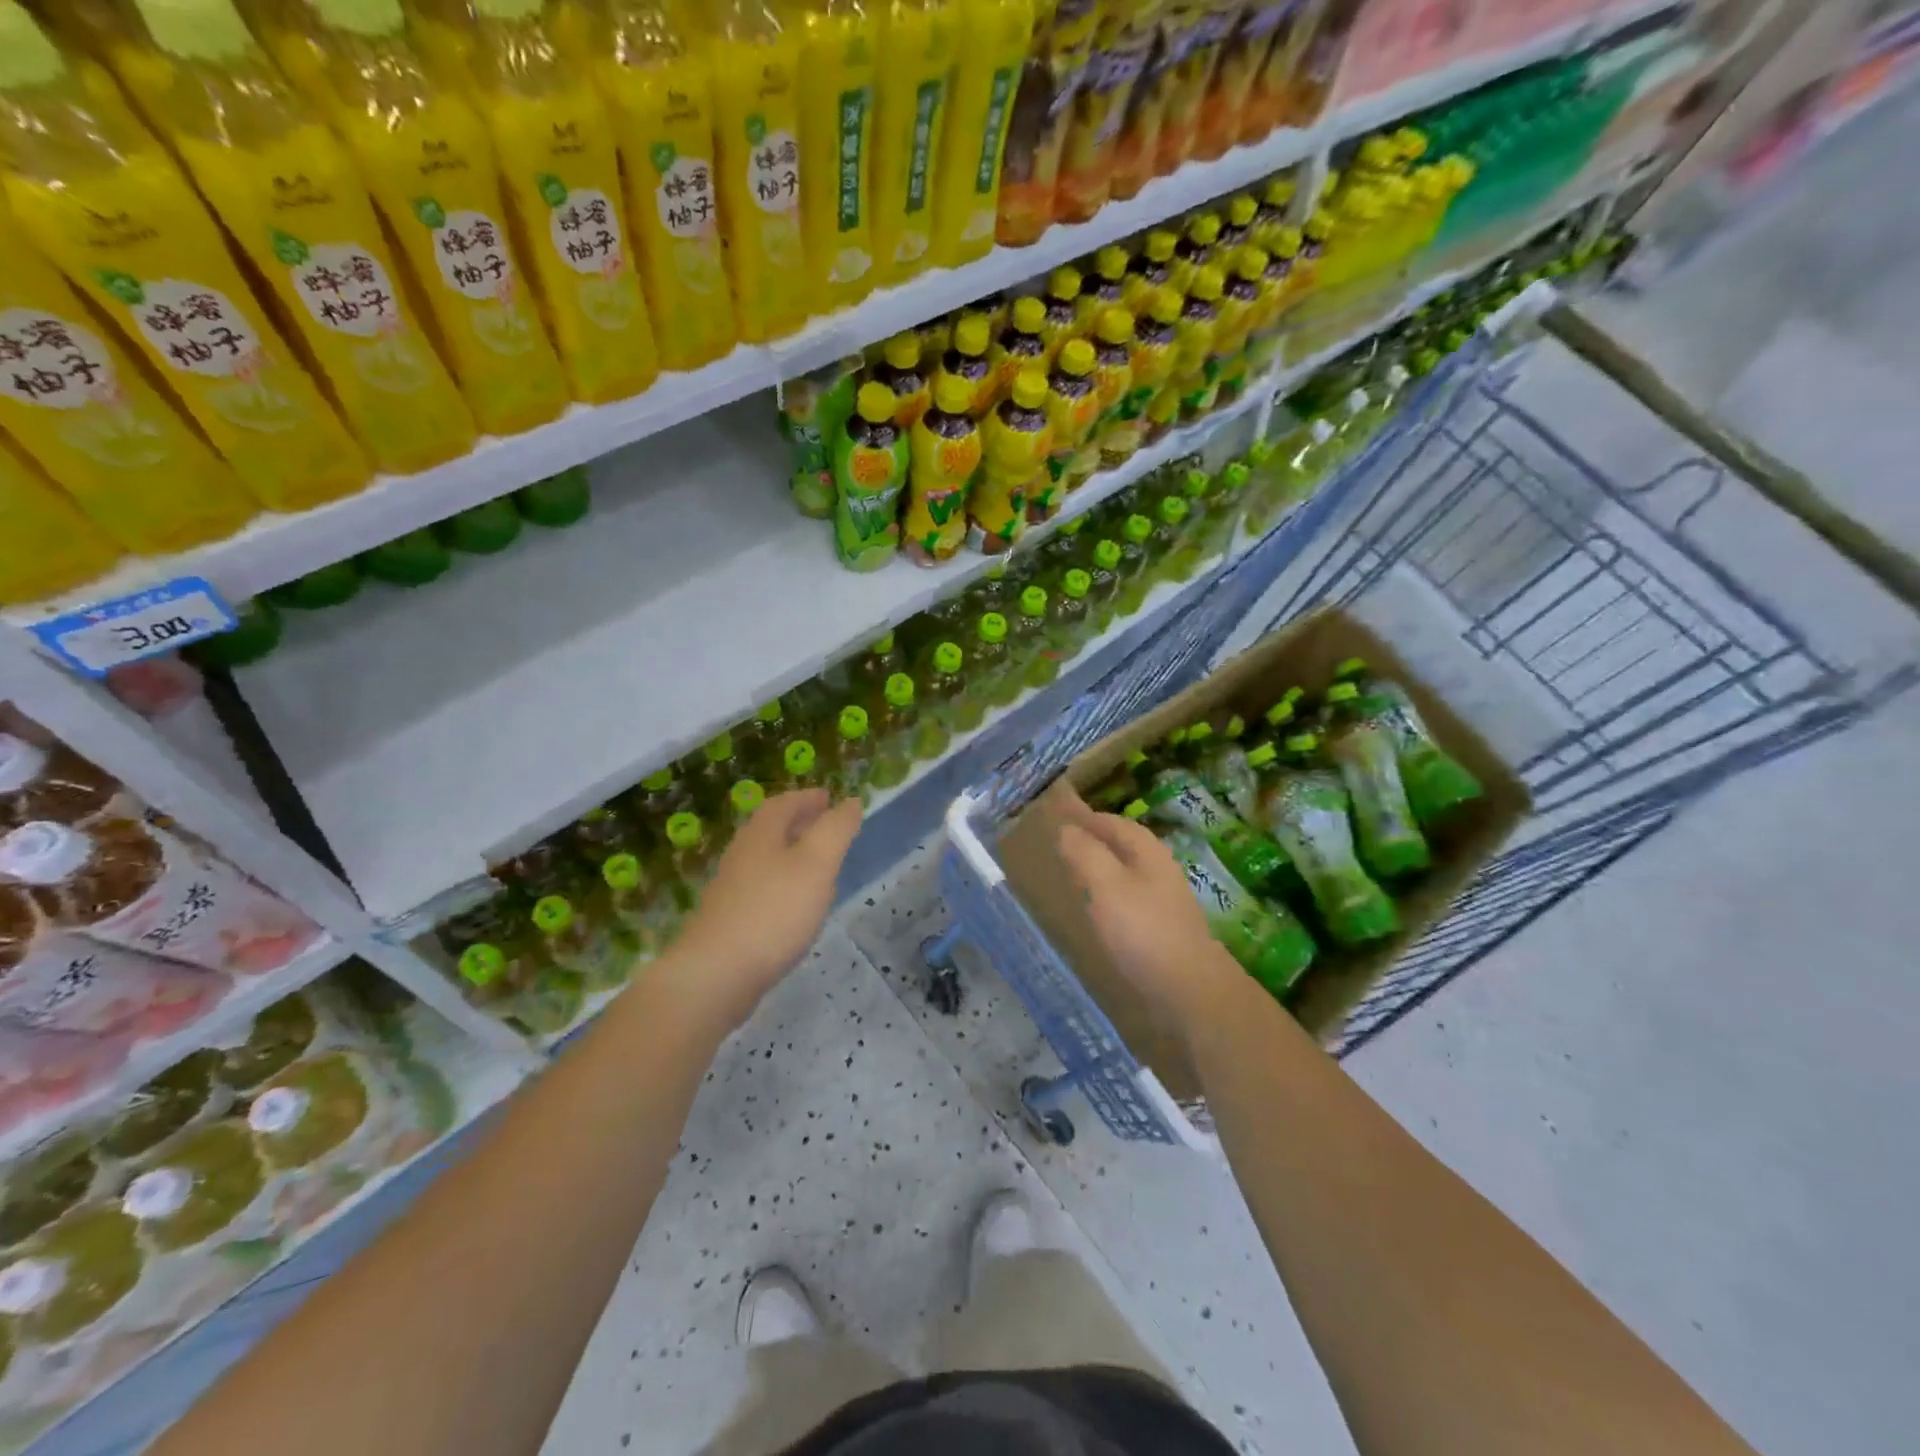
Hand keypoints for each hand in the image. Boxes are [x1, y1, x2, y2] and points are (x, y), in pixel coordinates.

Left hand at [662, 789, 862, 1032]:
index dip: (807, 798)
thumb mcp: (817, 864)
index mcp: (761, 834)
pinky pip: (762, 888)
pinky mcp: (730, 920)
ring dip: (791, 854)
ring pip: (766, 859)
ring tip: (819, 864)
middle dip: (800, 823)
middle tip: (827, 825)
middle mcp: (742, 855)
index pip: (784, 803)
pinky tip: (797, 905)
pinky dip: (784, 884)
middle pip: (771, 829)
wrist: (716, 974)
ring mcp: (732, 889)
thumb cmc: (773, 911)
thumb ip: (836, 830)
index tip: (829, 798)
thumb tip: (851, 801)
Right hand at [1056, 806, 1245, 1040]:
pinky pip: (1129, 897)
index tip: (1059, 814)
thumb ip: (1085, 853)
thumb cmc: (1144, 930)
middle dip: (1095, 838)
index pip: (1113, 822)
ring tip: (1073, 871)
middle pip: (1123, 844)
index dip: (1086, 817)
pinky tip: (1097, 908)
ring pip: (1127, 871)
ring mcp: (1164, 899)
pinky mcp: (1162, 928)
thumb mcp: (1106, 885)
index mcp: (1147, 851)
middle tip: (1062, 841)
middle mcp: (1159, 869)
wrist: (1190, 989)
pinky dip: (1108, 892)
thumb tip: (1066, 828)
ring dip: (1102, 865)